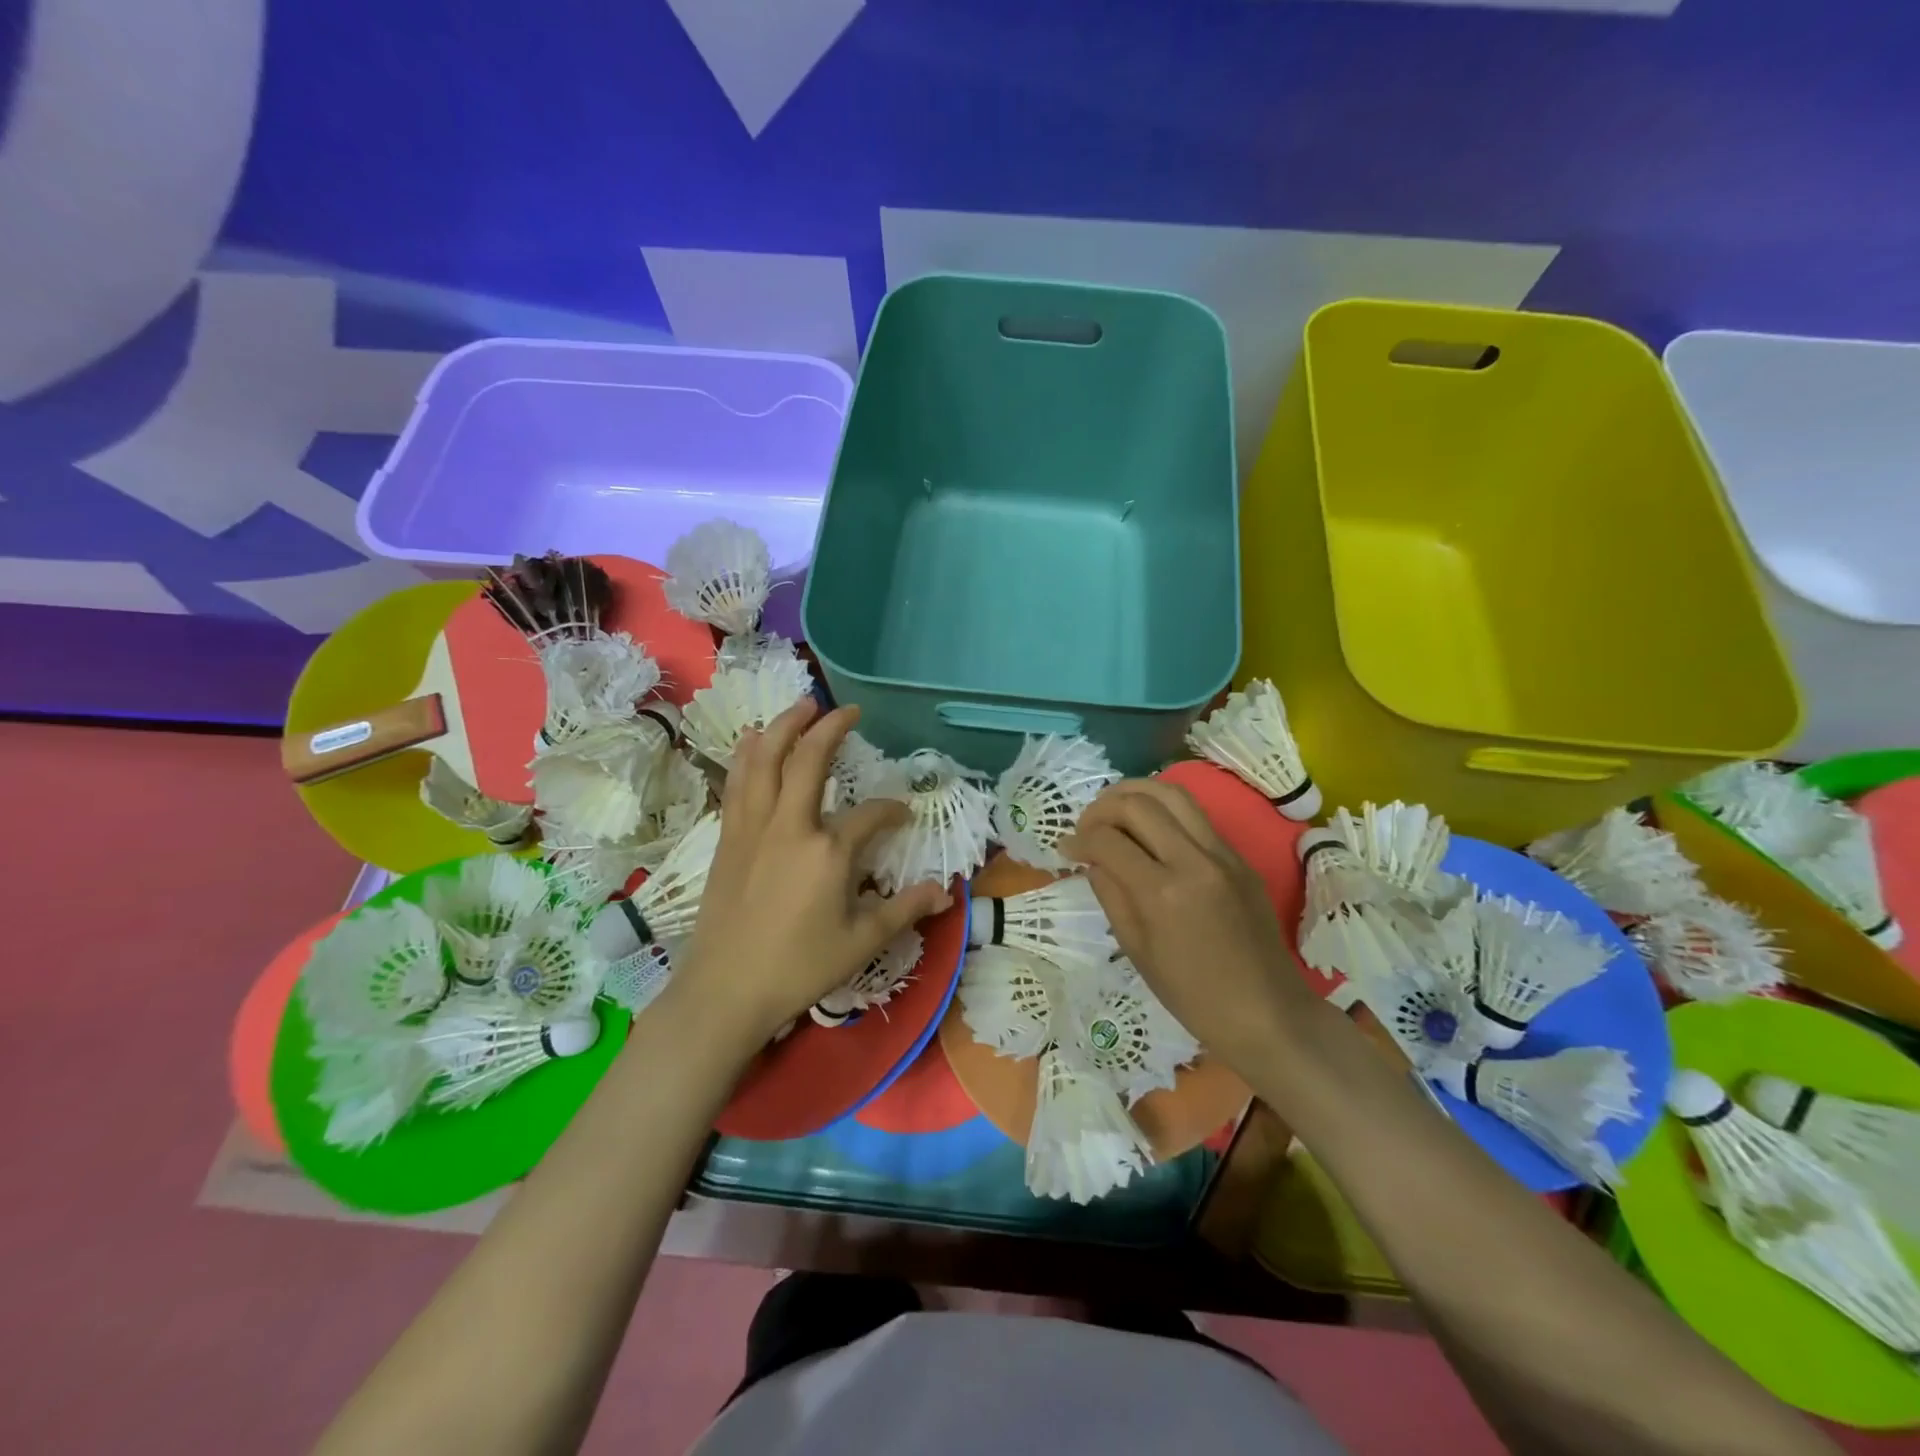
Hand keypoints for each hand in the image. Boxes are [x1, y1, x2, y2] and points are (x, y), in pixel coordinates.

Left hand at [670, 700, 951, 1047]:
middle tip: (847, 709)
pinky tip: (752, 742)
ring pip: (764, 760)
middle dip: (830, 727)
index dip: (892, 810)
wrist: (725, 990)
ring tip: (800, 706)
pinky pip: (738, 783)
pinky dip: (748, 755)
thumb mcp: (862, 942)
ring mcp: (753, 827)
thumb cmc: (798, 968)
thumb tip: (945, 892)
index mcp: (829, 850)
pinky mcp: (728, 838)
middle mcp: (790, 825)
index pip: (871, 815)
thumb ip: (904, 909)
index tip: (903, 814)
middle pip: (809, 760)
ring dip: (784, 727)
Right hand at [1065, 779, 1310, 1072]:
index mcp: (1162, 893)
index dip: (1078, 839)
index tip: (1066, 848)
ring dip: (1134, 794)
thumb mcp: (1137, 950)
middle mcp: (1194, 861)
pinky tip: (1148, 827)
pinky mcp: (1239, 857)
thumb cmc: (1193, 996)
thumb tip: (1092, 859)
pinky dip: (1163, 809)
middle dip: (1101, 808)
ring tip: (1113, 810)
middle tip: (1086, 828)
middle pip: (1137, 803)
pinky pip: (1196, 815)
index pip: (1108, 841)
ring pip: (1172, 793)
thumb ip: (1111, 895)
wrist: (1267, 1013)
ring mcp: (1222, 854)